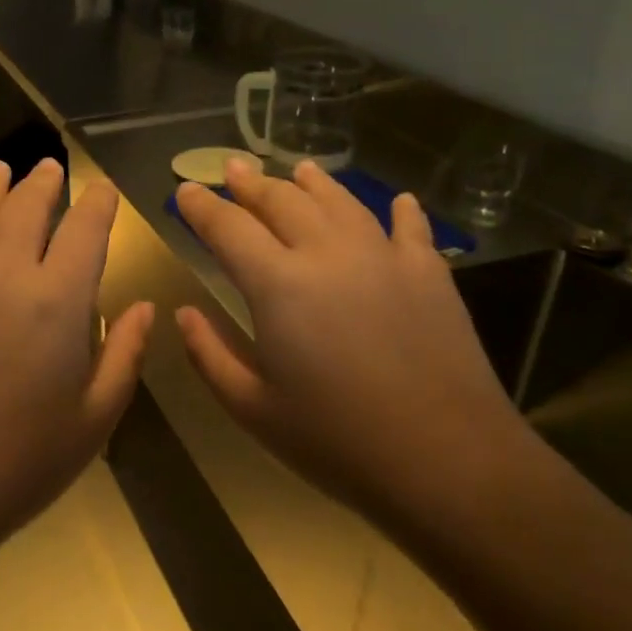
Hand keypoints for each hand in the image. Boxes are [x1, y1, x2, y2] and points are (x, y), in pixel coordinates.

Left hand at [0, 159, 154, 550]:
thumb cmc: (20, 462)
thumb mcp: (94, 418)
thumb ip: (123, 355)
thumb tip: (142, 308)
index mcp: (58, 300)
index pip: (85, 231)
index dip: (97, 204)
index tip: (101, 189)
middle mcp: (3, 273)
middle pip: (25, 209)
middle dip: (42, 184)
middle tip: (49, 168)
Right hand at [173, 158, 530, 524]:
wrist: (447, 461)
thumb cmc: (336, 441)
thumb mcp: (252, 409)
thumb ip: (209, 355)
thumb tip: (184, 313)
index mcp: (278, 285)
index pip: (228, 228)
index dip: (202, 206)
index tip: (185, 189)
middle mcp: (328, 254)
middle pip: (282, 201)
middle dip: (251, 183)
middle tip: (232, 169)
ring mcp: (385, 257)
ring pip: (340, 202)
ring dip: (313, 183)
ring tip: (298, 169)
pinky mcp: (430, 274)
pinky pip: (409, 228)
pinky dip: (399, 211)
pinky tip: (399, 202)